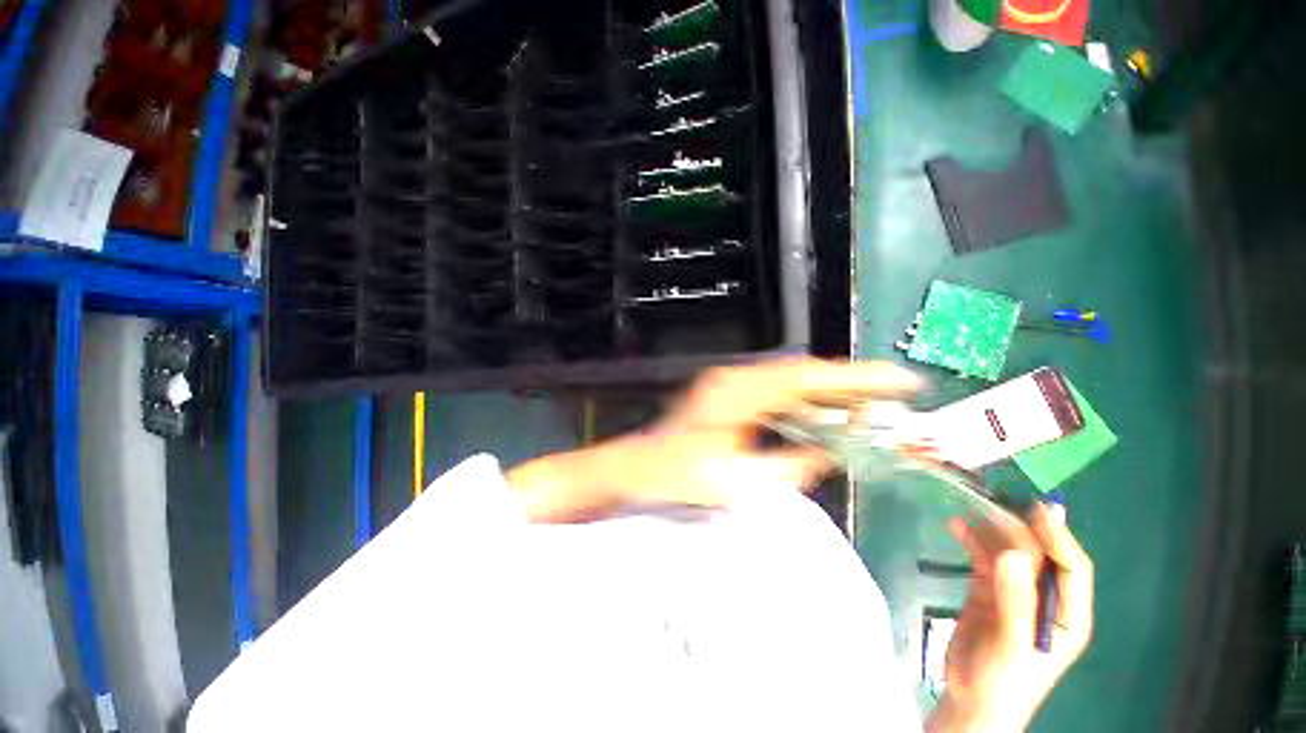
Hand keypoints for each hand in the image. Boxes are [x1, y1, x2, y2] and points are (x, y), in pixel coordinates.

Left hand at [507, 358, 921, 521]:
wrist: (634, 469)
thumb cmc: (676, 477)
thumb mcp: (738, 480)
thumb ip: (789, 466)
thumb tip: (827, 452)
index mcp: (739, 392)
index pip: (810, 378)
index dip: (858, 379)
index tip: (901, 381)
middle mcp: (736, 379)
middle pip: (803, 375)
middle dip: (848, 386)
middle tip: (892, 398)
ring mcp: (729, 385)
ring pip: (791, 384)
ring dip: (827, 397)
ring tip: (867, 411)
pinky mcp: (726, 397)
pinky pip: (776, 396)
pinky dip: (803, 406)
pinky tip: (821, 421)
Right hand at [927, 503, 1094, 732]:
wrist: (971, 699)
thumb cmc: (1004, 680)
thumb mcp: (1014, 644)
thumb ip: (1015, 600)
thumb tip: (1011, 553)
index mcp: (1067, 614)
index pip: (1073, 567)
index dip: (1059, 537)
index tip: (1036, 509)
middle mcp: (1045, 598)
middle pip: (1037, 554)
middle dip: (1018, 527)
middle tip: (993, 499)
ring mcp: (1015, 593)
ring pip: (1007, 552)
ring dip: (990, 529)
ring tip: (970, 504)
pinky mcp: (987, 591)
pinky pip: (982, 559)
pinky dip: (971, 541)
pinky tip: (956, 526)